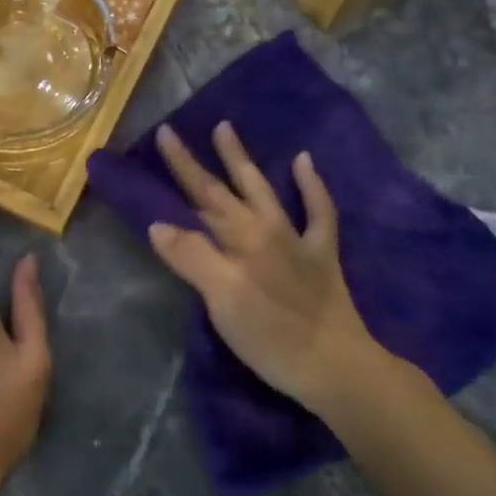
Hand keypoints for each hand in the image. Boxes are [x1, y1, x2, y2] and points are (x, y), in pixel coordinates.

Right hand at [147, 122, 393, 412]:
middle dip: (198, 161)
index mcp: (241, 238)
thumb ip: (192, 258)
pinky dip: (311, 186)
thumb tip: (159, 223)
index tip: (163, 134)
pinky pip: (319, 211)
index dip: (181, 166)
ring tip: (228, 129)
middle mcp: (267, 228)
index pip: (202, 195)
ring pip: (264, 189)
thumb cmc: (272, 336)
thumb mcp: (222, 300)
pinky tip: (304, 162)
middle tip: (175, 131)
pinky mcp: (321, 254)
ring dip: (243, 161)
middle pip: (225, 189)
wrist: (336, 365)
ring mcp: (297, 238)